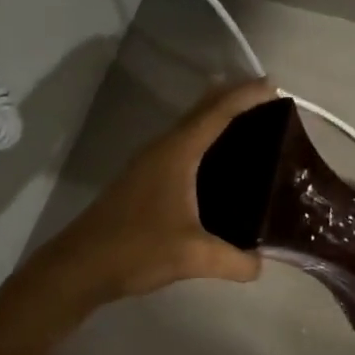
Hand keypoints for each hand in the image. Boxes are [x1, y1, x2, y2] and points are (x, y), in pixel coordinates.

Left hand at [31, 80, 277, 305]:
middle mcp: (163, 149)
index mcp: (177, 154)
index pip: (217, 113)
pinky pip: (182, 145)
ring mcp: (150, 163)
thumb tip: (260, 265)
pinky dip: (204, 139)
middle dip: (233, 97)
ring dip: (216, 117)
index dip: (246, 96)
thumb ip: (234, 261)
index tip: (274, 88)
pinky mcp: (144, 179)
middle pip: (202, 110)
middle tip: (268, 100)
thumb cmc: (136, 249)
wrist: (80, 266)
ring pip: (189, 126)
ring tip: (250, 123)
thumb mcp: (193, 257)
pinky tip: (217, 161)